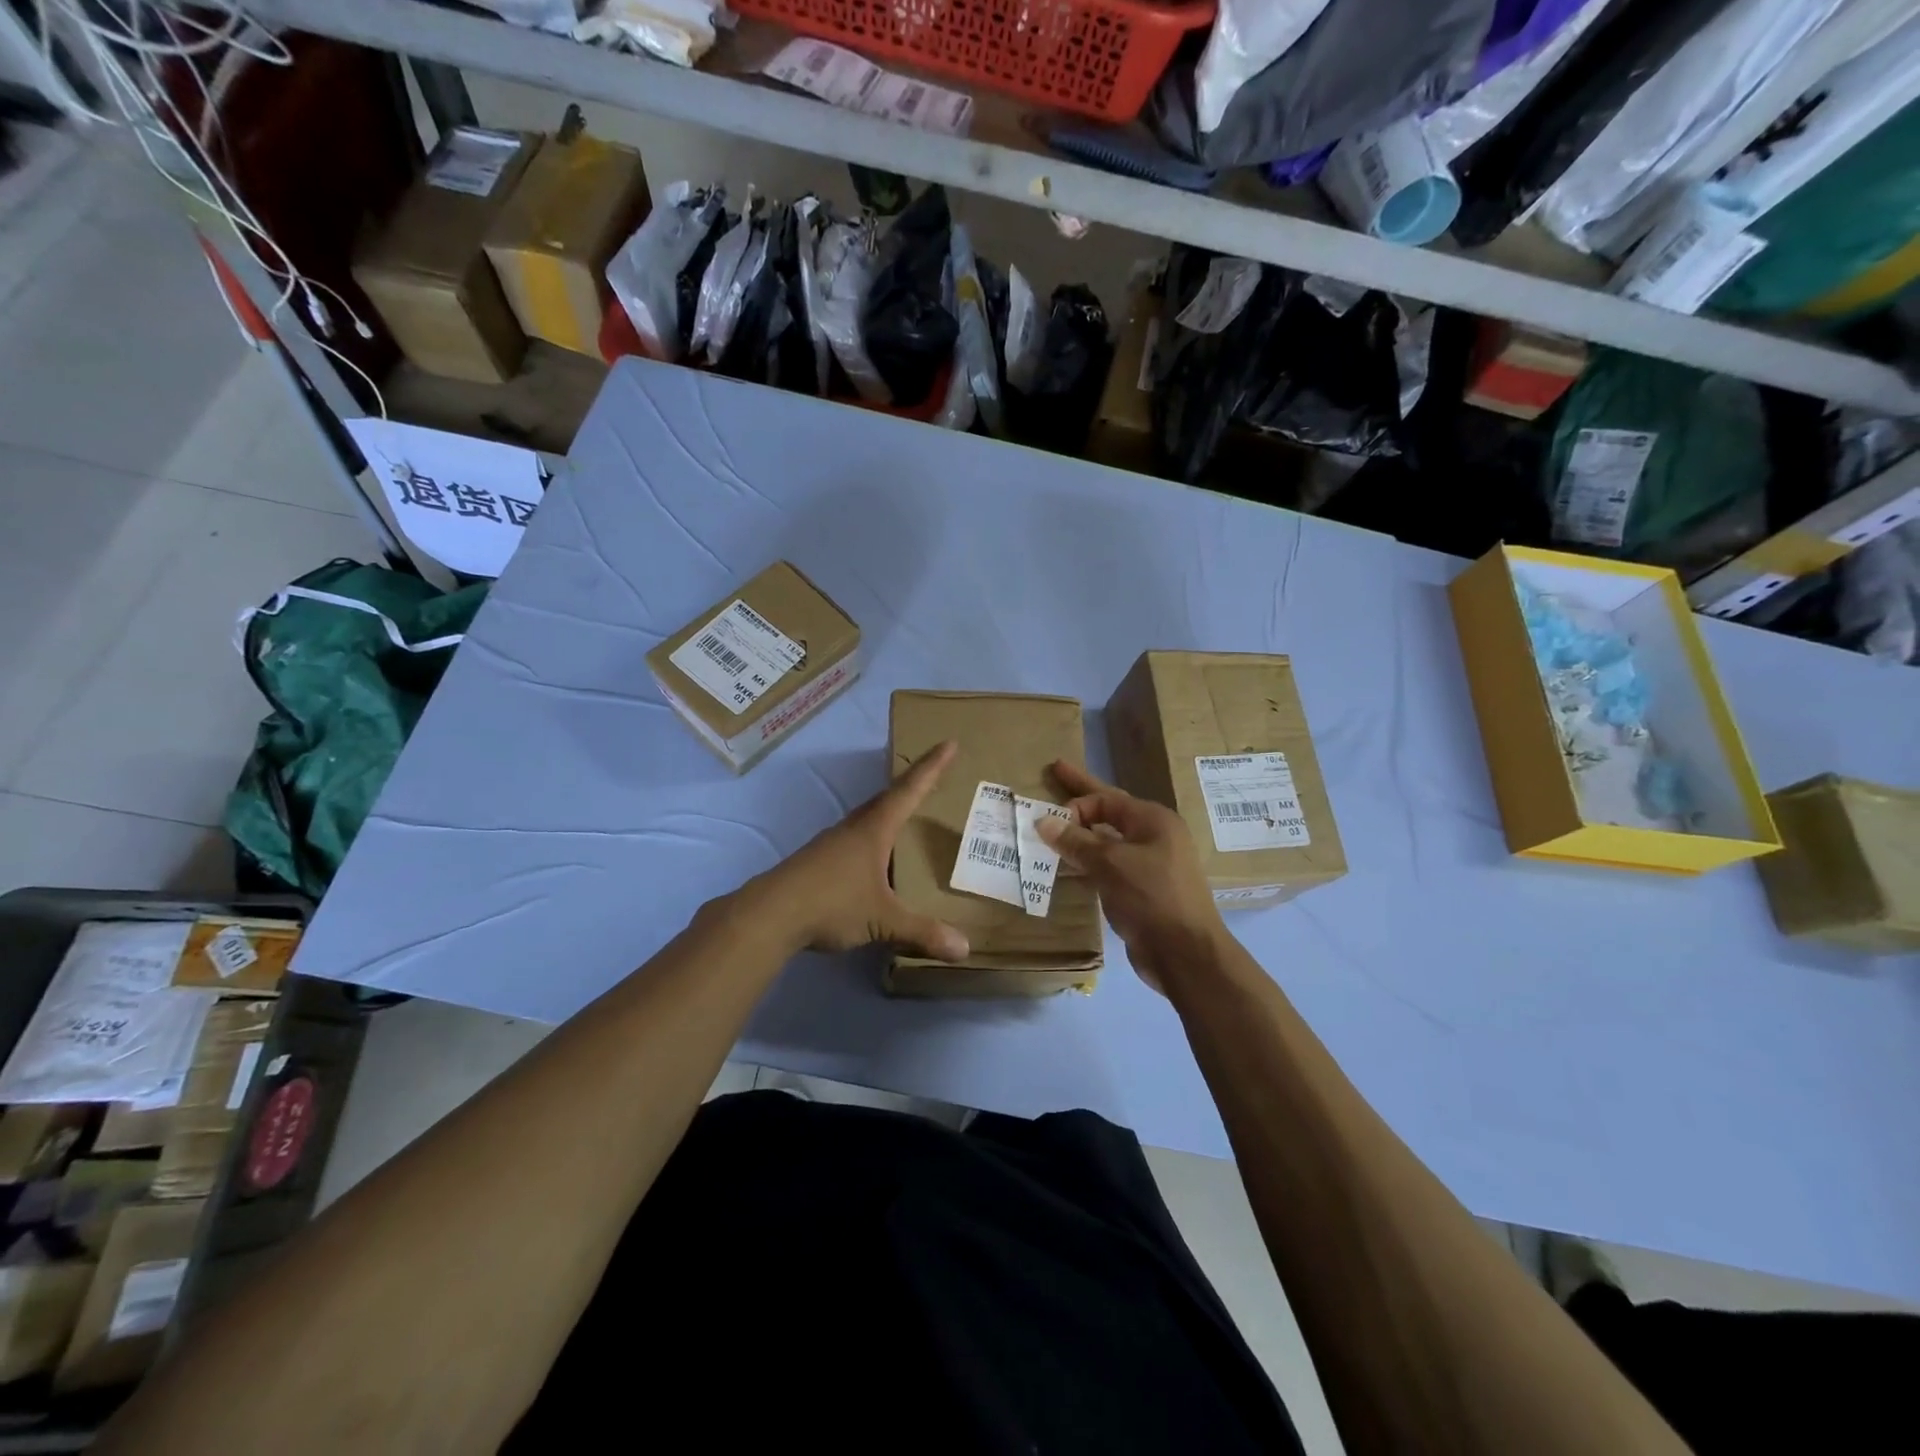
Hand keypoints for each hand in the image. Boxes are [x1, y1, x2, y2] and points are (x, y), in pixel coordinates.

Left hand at [754, 741, 969, 962]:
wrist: (769, 914)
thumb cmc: (831, 903)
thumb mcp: (882, 920)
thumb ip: (922, 932)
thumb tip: (965, 949)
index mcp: (874, 830)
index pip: (909, 790)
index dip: (932, 767)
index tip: (949, 743)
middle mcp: (853, 829)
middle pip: (887, 799)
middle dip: (912, 786)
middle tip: (933, 777)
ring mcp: (832, 844)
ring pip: (868, 820)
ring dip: (890, 814)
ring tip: (909, 819)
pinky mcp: (818, 862)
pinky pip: (855, 840)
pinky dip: (873, 841)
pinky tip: (876, 862)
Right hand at [1035, 760, 1224, 991]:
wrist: (1185, 954)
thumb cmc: (1152, 898)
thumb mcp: (1110, 864)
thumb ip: (1076, 842)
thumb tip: (1043, 821)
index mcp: (1153, 821)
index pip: (1107, 798)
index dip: (1077, 804)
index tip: (1050, 821)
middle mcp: (1154, 837)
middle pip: (1110, 811)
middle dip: (1080, 797)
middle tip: (1055, 772)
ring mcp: (1150, 865)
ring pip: (1108, 842)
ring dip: (1081, 836)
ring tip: (1053, 829)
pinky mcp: (1143, 892)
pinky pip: (1109, 868)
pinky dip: (1088, 863)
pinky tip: (1068, 868)